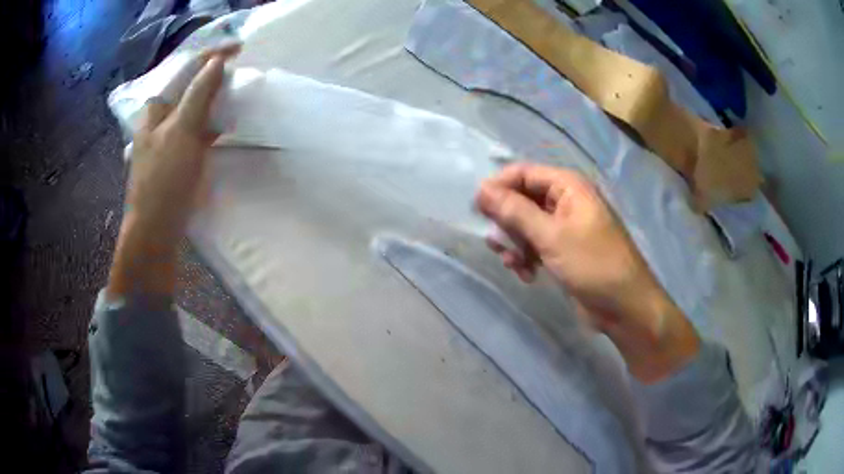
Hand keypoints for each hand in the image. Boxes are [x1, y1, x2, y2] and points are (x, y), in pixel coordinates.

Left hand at [126, 45, 239, 239]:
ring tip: (237, 97)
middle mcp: (160, 120)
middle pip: (189, 88)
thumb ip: (199, 94)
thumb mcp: (182, 131)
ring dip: (214, 100)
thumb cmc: (164, 180)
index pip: (187, 70)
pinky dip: (211, 125)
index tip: (240, 48)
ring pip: (194, 109)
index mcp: (157, 108)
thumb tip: (218, 61)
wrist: (155, 232)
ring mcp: (167, 140)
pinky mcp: (176, 159)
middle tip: (240, 74)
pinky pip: (196, 131)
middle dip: (214, 76)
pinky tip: (223, 130)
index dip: (213, 55)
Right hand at [476, 163, 698, 382]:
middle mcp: (565, 200)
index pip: (522, 173)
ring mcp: (565, 227)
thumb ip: (515, 212)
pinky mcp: (563, 250)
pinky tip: (527, 274)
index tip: (479, 211)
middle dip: (507, 223)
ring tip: (514, 264)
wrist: (624, 306)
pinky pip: (535, 244)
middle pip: (522, 200)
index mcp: (568, 186)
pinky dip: (526, 257)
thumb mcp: (551, 236)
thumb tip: (481, 190)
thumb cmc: (593, 264)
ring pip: (525, 225)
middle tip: (497, 245)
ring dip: (515, 244)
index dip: (498, 188)